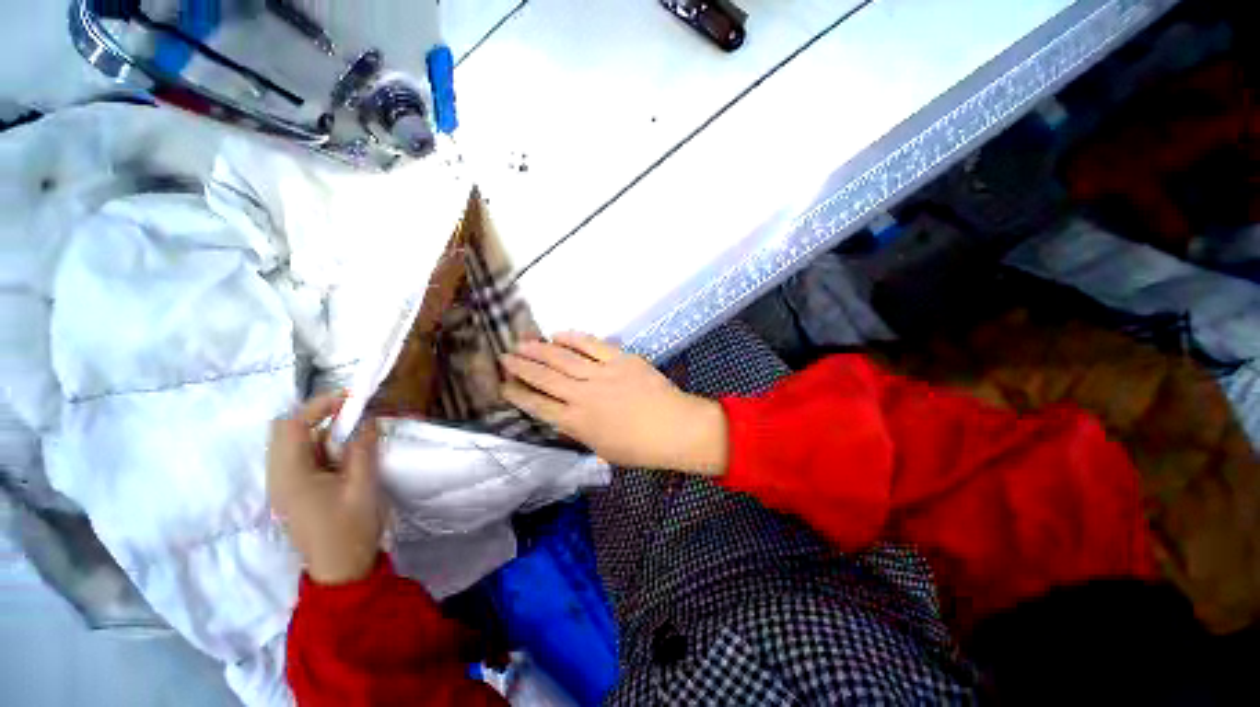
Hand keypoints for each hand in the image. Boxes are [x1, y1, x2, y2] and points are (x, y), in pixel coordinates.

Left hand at [267, 393, 384, 584]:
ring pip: (292, 444)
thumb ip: (362, 449)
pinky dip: (320, 448)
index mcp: (290, 475)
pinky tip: (343, 456)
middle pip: (285, 431)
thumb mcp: (363, 485)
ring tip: (352, 436)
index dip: (319, 406)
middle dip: (317, 417)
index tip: (351, 399)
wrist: (340, 569)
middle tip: (351, 417)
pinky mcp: (291, 493)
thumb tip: (367, 421)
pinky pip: (299, 459)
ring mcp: (282, 486)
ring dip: (320, 433)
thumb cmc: (351, 528)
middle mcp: (277, 477)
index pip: (292, 426)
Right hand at [500, 332, 727, 473]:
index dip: (518, 394)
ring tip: (522, 342)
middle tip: (505, 356)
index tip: (503, 385)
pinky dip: (573, 338)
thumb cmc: (639, 447)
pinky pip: (591, 345)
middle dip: (521, 367)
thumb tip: (562, 414)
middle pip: (545, 378)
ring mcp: (601, 374)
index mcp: (577, 423)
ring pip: (563, 359)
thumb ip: (579, 429)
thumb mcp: (601, 448)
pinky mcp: (619, 359)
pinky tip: (558, 333)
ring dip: (540, 350)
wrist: (675, 428)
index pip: (539, 406)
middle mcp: (583, 396)